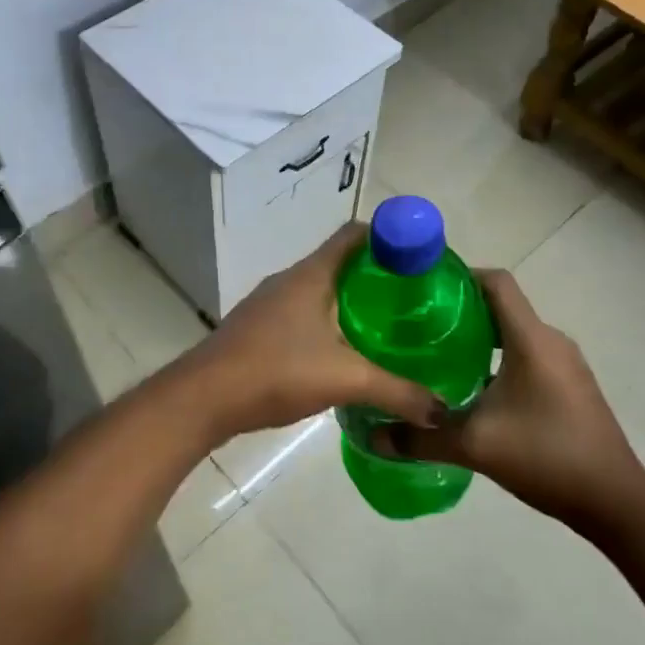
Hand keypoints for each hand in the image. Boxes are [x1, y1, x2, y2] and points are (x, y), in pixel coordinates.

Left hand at [183, 222, 442, 441]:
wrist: (204, 397)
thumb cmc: (276, 371)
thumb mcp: (345, 380)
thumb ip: (397, 391)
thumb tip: (440, 409)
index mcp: (312, 275)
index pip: (354, 235)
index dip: (389, 238)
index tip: (418, 259)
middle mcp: (289, 280)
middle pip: (340, 262)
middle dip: (376, 277)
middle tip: (411, 301)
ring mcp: (269, 303)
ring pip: (320, 290)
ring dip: (350, 302)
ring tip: (384, 328)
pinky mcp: (258, 328)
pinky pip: (302, 313)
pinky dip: (327, 323)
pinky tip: (342, 354)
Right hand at [380, 270, 644, 526]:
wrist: (615, 502)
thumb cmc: (547, 456)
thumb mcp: (475, 446)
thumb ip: (421, 438)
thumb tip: (373, 436)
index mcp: (531, 339)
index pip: (496, 282)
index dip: (460, 275)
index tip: (423, 289)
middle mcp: (551, 341)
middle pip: (502, 306)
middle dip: (460, 311)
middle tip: (418, 326)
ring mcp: (565, 364)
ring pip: (514, 333)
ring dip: (479, 338)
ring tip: (438, 355)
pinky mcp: (570, 385)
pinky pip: (528, 355)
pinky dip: (497, 359)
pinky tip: (473, 388)